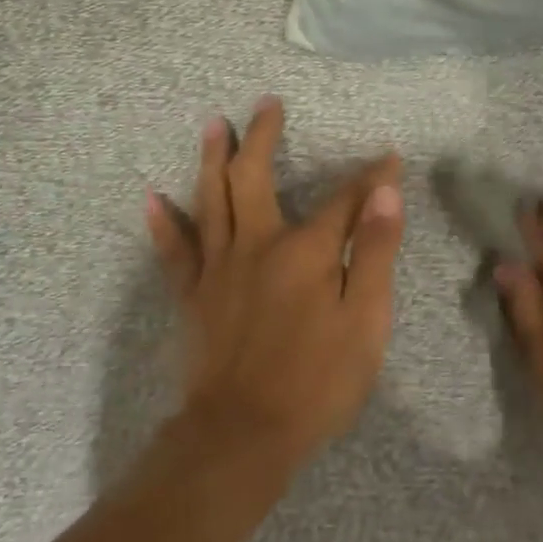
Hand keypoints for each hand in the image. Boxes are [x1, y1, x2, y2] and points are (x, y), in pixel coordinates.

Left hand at [145, 96, 404, 476]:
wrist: (242, 437)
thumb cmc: (317, 382)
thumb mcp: (366, 321)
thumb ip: (376, 252)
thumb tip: (387, 193)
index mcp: (307, 251)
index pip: (345, 199)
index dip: (371, 177)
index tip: (389, 158)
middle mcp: (258, 244)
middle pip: (255, 177)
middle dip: (264, 136)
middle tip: (267, 104)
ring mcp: (219, 268)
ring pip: (211, 199)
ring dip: (211, 157)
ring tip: (213, 124)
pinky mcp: (193, 296)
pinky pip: (174, 252)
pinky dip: (164, 224)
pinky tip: (153, 198)